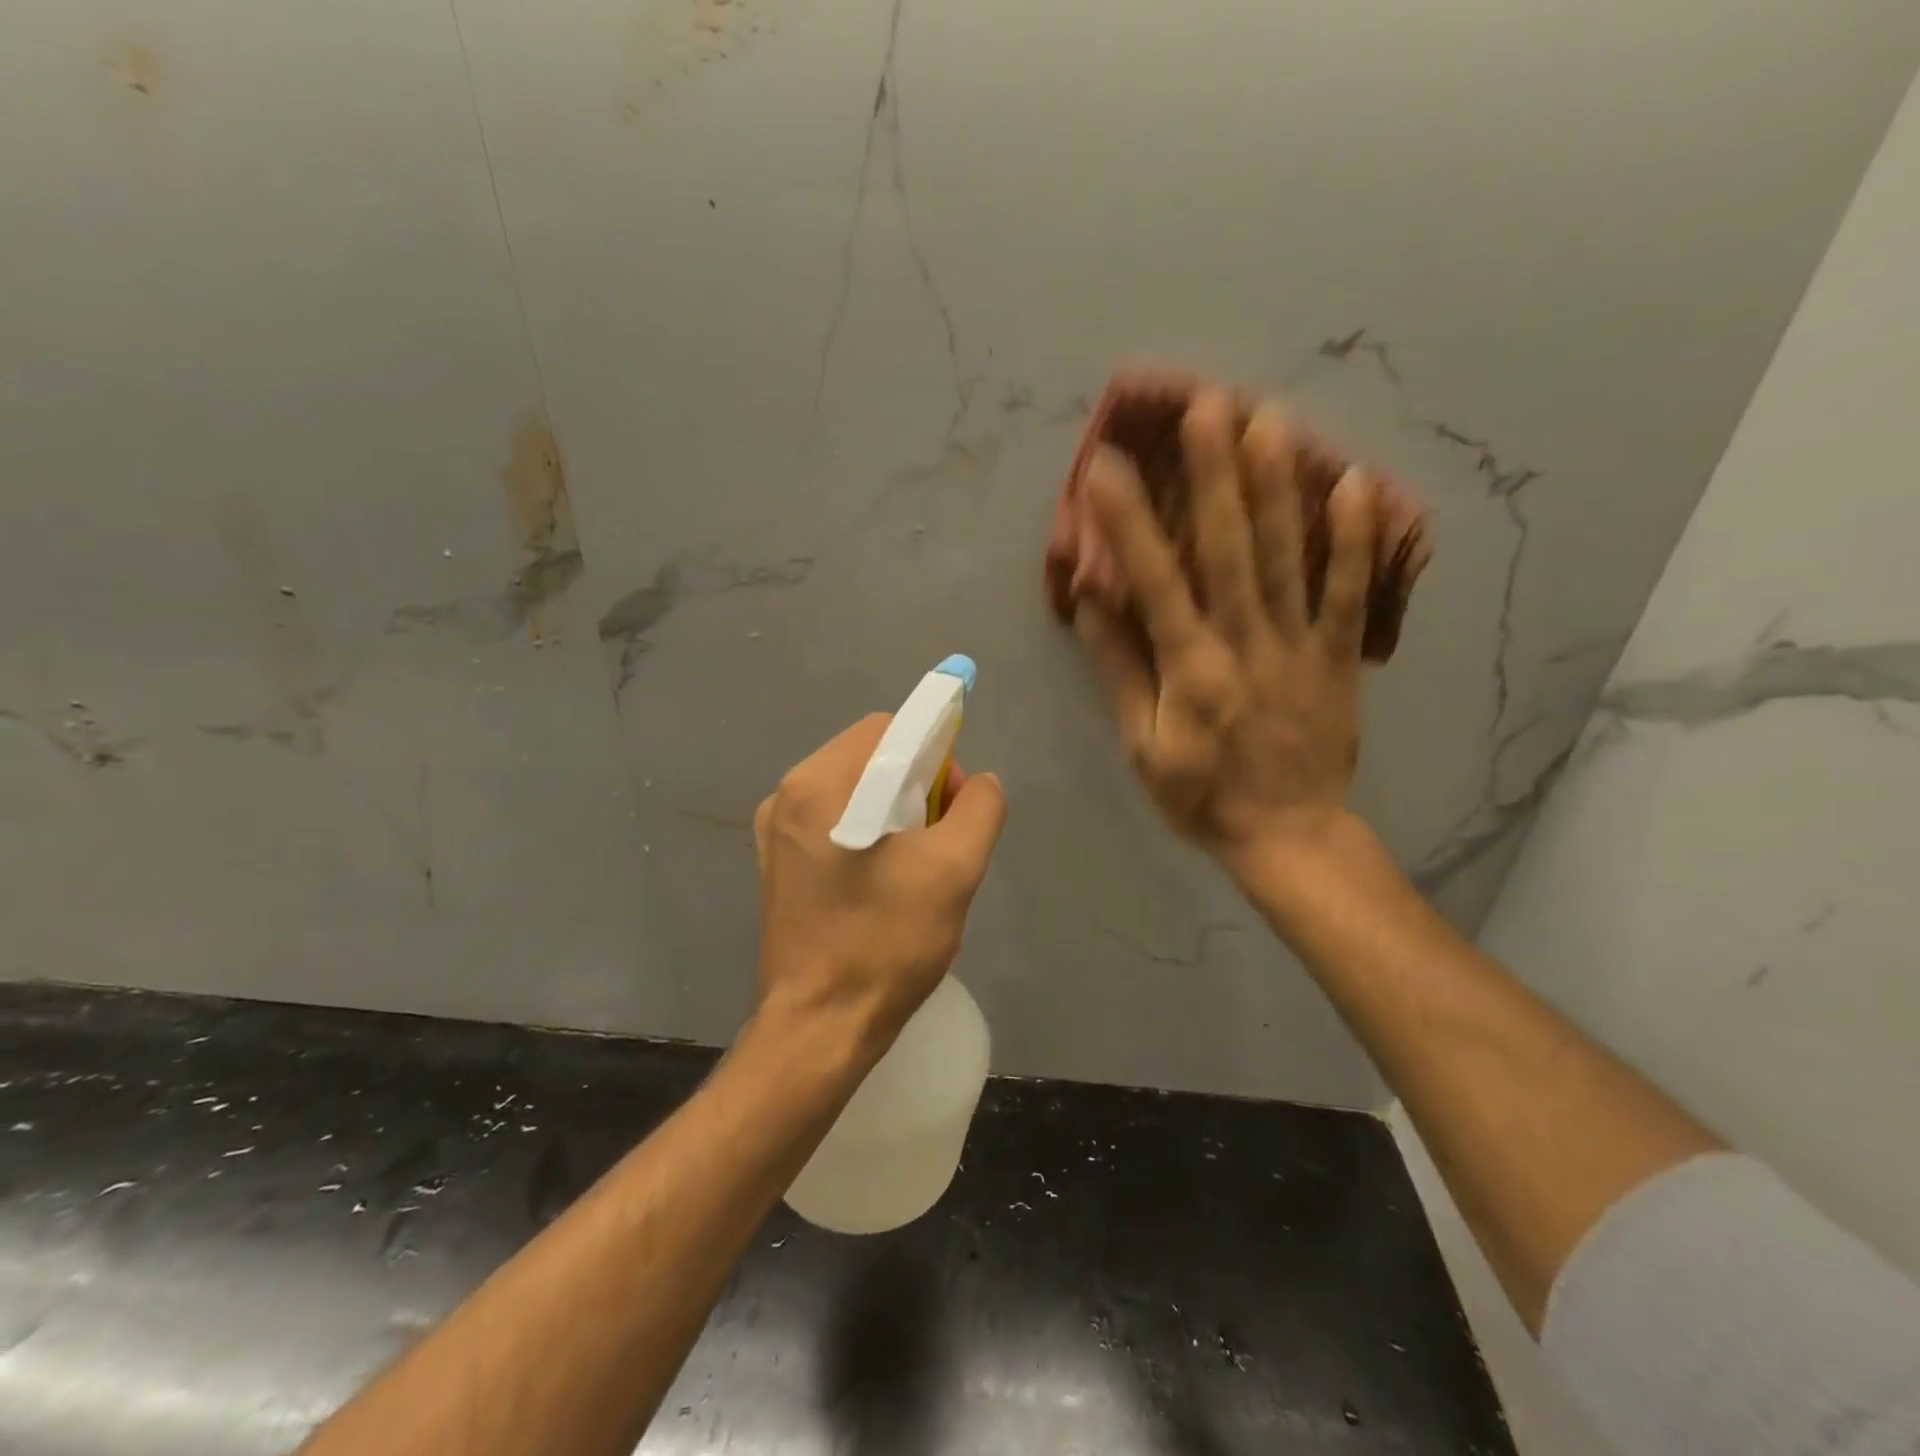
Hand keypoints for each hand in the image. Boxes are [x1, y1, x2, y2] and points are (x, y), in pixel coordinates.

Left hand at [753, 715, 1007, 1053]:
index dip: (934, 752)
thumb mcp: (954, 869)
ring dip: (896, 812)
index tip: (953, 804)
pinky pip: (835, 822)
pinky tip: (886, 881)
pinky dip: (869, 833)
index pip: (889, 729)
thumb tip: (978, 783)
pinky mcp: (778, 864)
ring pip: (855, 790)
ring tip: (918, 865)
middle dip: (917, 785)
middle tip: (941, 840)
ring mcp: (776, 831)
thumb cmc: (885, 943)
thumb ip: (979, 807)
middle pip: (870, 757)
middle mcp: (786, 796)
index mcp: (818, 784)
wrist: (820, 1027)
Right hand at [1074, 390, 1378, 884]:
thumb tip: (1090, 605)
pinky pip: (1349, 592)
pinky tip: (1357, 482)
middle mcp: (1244, 643)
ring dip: (1278, 486)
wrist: (1288, 834)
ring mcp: (1298, 645)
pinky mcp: (1338, 656)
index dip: (1128, 522)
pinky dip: (1356, 539)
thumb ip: (1120, 672)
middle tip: (1207, 405)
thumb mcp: (1142, 746)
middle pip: (1229, 549)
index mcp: (1190, 668)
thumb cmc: (1201, 795)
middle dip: (1214, 475)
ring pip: (1288, 556)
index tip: (1106, 467)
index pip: (1155, 582)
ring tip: (1270, 419)